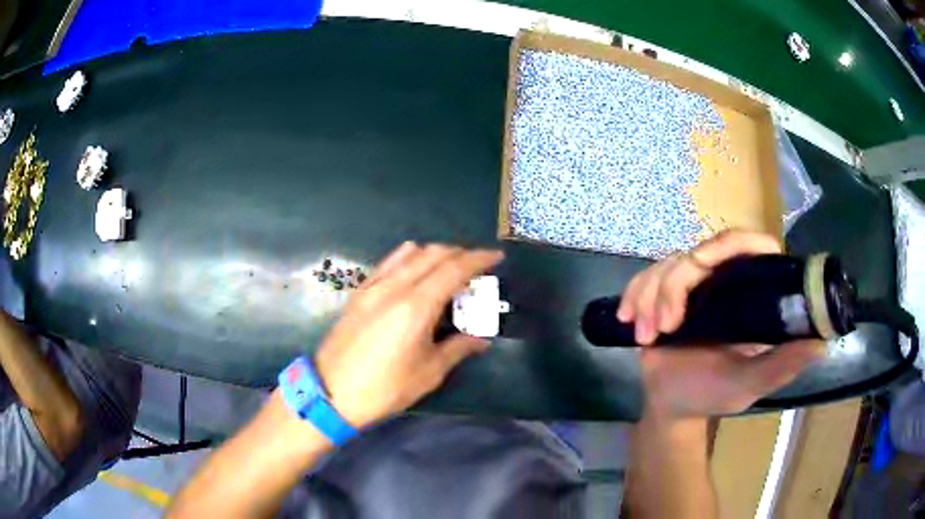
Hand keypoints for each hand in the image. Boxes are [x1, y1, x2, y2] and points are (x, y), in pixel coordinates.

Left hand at [314, 242, 503, 428]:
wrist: (331, 392)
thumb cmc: (384, 388)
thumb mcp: (428, 373)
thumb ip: (458, 349)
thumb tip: (481, 340)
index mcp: (416, 305)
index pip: (454, 269)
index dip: (479, 258)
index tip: (497, 256)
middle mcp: (395, 286)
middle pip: (433, 254)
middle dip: (460, 254)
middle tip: (477, 267)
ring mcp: (374, 286)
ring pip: (410, 253)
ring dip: (435, 253)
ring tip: (449, 269)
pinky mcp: (360, 292)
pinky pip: (389, 262)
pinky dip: (409, 258)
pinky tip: (414, 272)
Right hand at [617, 230, 825, 416]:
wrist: (671, 406)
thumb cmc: (715, 394)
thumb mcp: (751, 383)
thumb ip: (782, 366)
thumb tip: (821, 343)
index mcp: (750, 293)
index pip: (749, 245)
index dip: (730, 243)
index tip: (702, 262)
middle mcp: (723, 281)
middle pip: (698, 252)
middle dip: (674, 286)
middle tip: (666, 325)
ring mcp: (692, 287)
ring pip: (667, 265)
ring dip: (651, 298)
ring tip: (648, 336)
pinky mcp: (663, 295)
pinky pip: (644, 278)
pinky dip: (634, 296)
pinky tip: (630, 321)